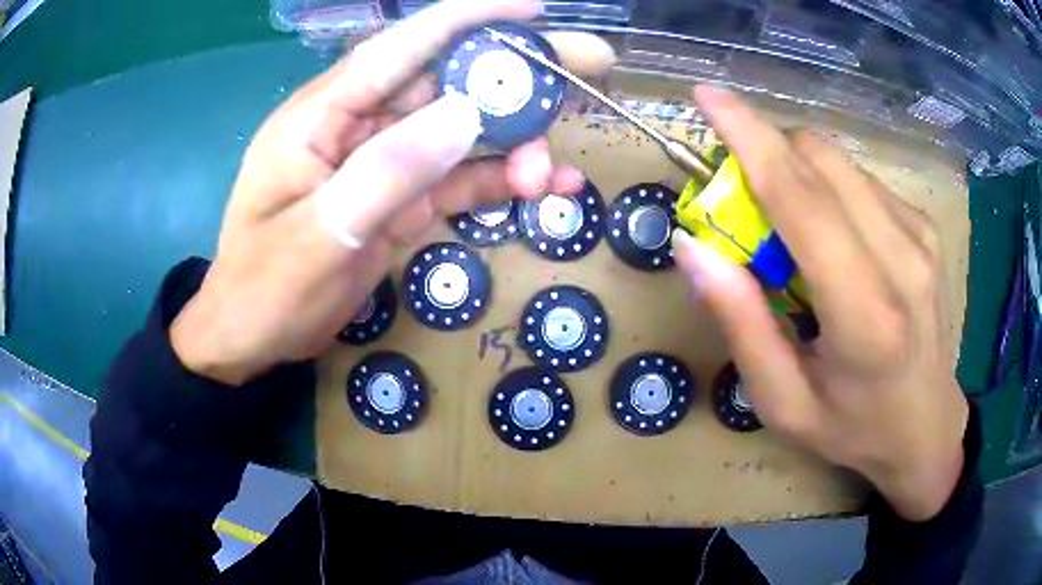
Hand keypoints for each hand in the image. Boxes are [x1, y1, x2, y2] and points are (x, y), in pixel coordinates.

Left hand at [170, 0, 613, 384]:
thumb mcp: (318, 236)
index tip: (533, 10)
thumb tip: (466, 114)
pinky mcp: (398, 200)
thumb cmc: (264, 289)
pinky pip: (456, 179)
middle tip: (589, 67)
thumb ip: (387, 171)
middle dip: (516, 75)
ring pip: (459, 131)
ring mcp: (381, 163)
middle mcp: (356, 126)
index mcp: (322, 115)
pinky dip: (498, 181)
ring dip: (513, 141)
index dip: (469, 19)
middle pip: (445, 81)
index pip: (403, 46)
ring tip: (552, 168)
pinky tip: (539, 189)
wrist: (252, 338)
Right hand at [673, 86, 968, 521]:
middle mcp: (901, 258)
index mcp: (864, 315)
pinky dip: (830, 190)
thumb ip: (742, 324)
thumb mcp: (783, 402)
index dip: (749, 137)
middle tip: (745, 203)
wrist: (927, 429)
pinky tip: (835, 239)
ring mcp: (920, 235)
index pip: (801, 199)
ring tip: (793, 232)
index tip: (706, 97)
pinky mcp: (926, 226)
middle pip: (819, 159)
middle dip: (767, 155)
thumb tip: (694, 248)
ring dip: (798, 174)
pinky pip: (861, 180)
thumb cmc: (853, 429)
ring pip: (839, 161)